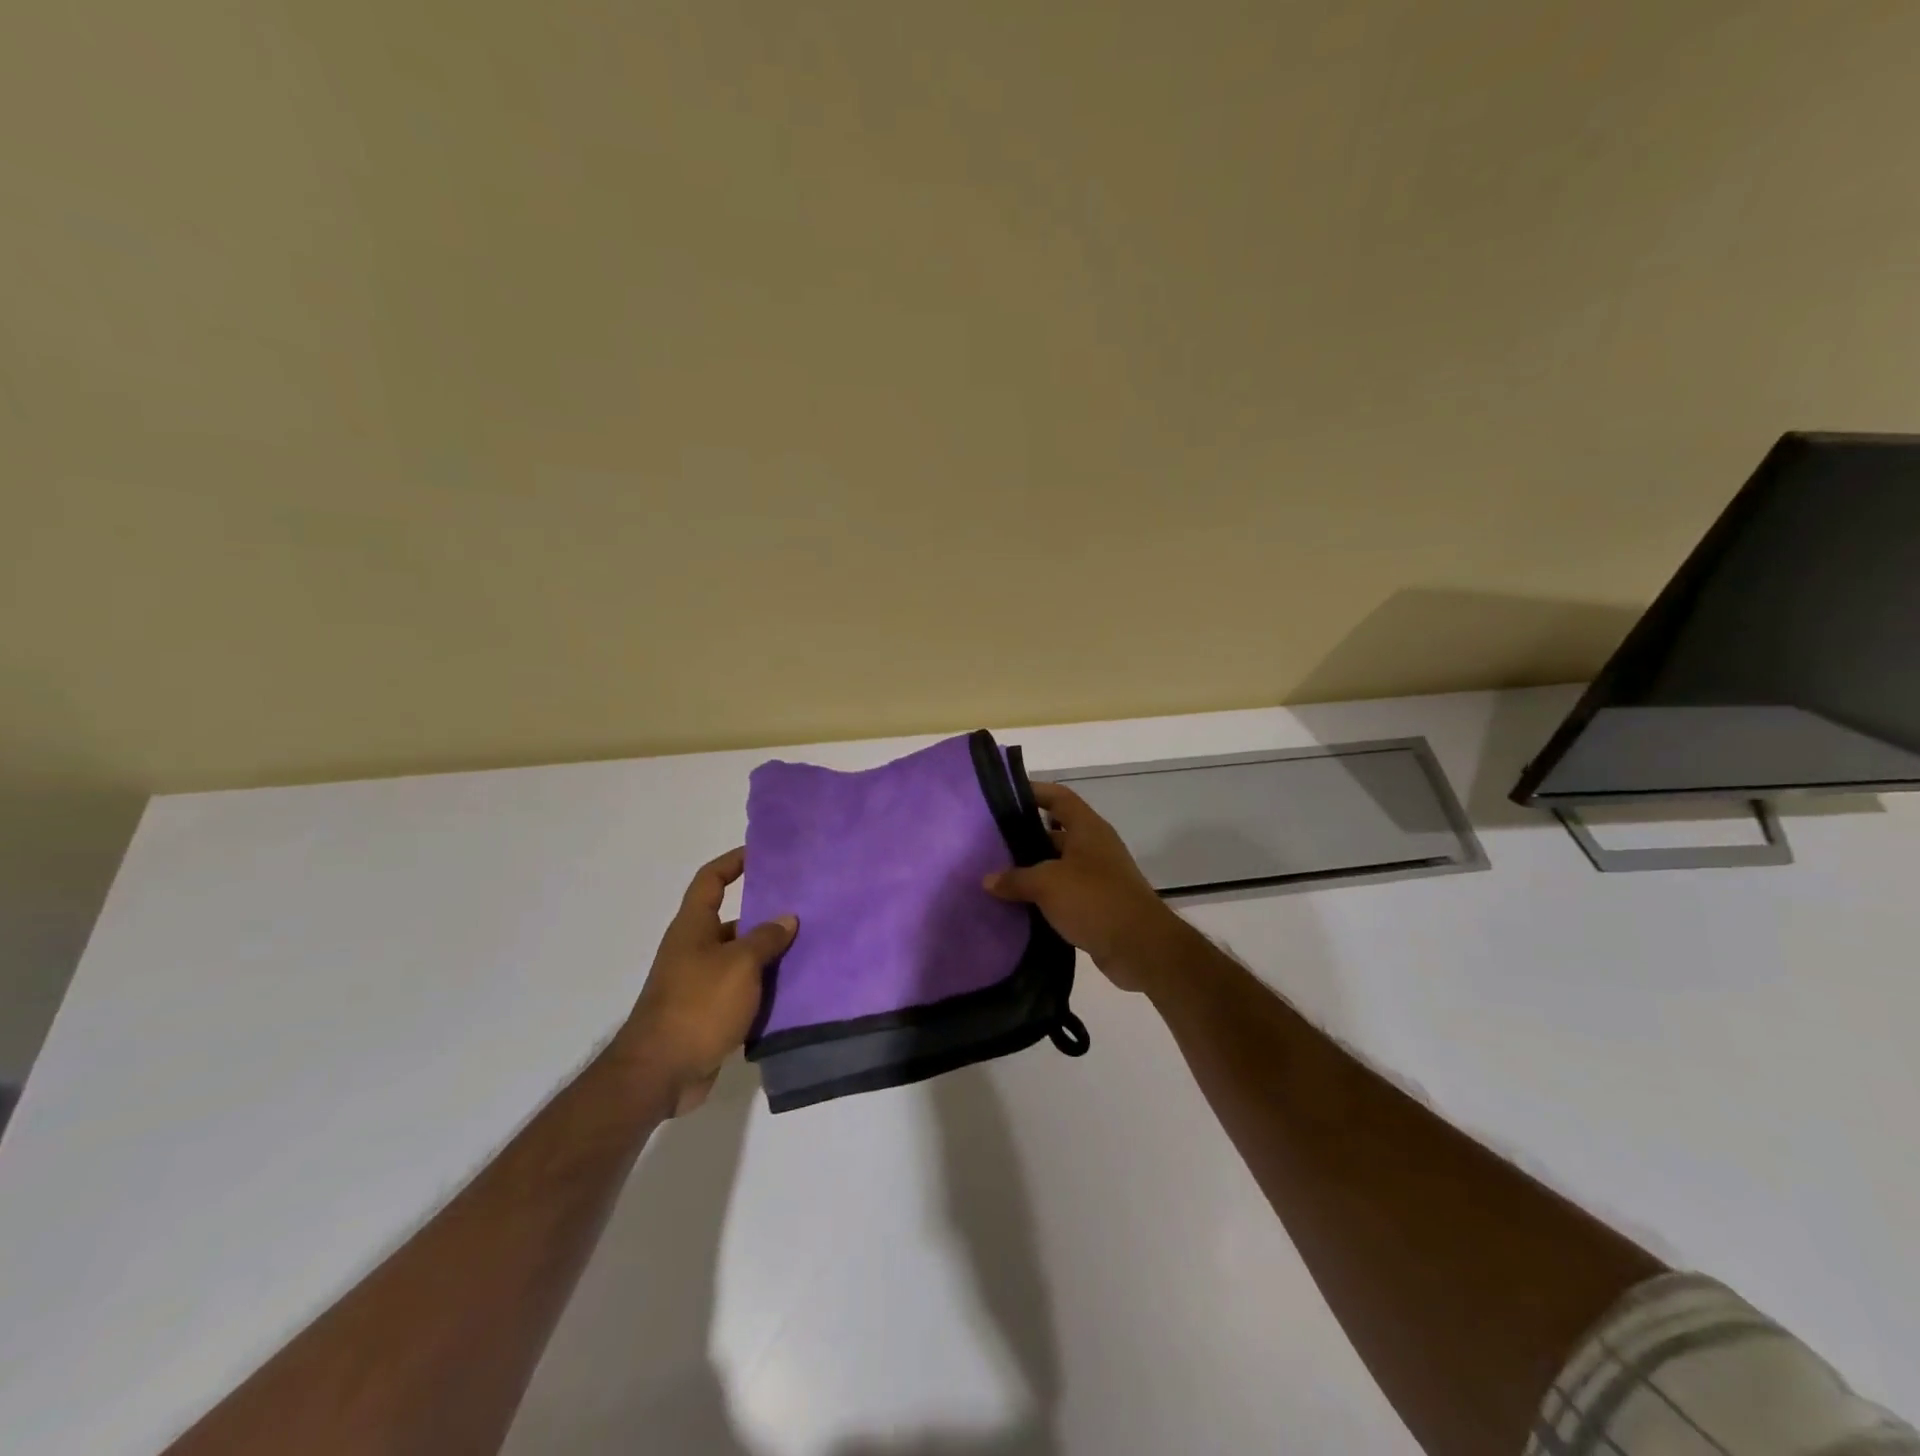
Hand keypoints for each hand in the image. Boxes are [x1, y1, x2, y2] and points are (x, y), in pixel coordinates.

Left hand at [623, 848, 796, 1116]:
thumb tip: (787, 918)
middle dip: (765, 914)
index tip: (763, 853)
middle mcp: (694, 949)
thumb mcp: (740, 964)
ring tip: (808, 948)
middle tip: (804, 908)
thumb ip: (766, 938)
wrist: (660, 1072)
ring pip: (740, 958)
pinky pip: (741, 991)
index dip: (733, 862)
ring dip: (768, 955)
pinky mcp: (708, 1014)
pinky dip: (763, 988)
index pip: (711, 880)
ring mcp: (699, 983)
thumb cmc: (698, 1005)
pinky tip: (793, 990)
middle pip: (731, 920)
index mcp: (693, 927)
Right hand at [983, 782, 1191, 993]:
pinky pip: (1064, 892)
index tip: (1004, 796)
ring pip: (1057, 864)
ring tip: (996, 874)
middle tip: (990, 842)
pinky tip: (1017, 904)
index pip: (1058, 797)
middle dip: (1024, 836)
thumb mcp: (1047, 884)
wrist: (1140, 947)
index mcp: (1087, 829)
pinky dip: (1043, 896)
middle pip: (1055, 831)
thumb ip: (1016, 878)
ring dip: (1032, 870)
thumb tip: (988, 880)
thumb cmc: (1094, 900)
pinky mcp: (1097, 904)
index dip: (1033, 792)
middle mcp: (1094, 846)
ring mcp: (1098, 876)